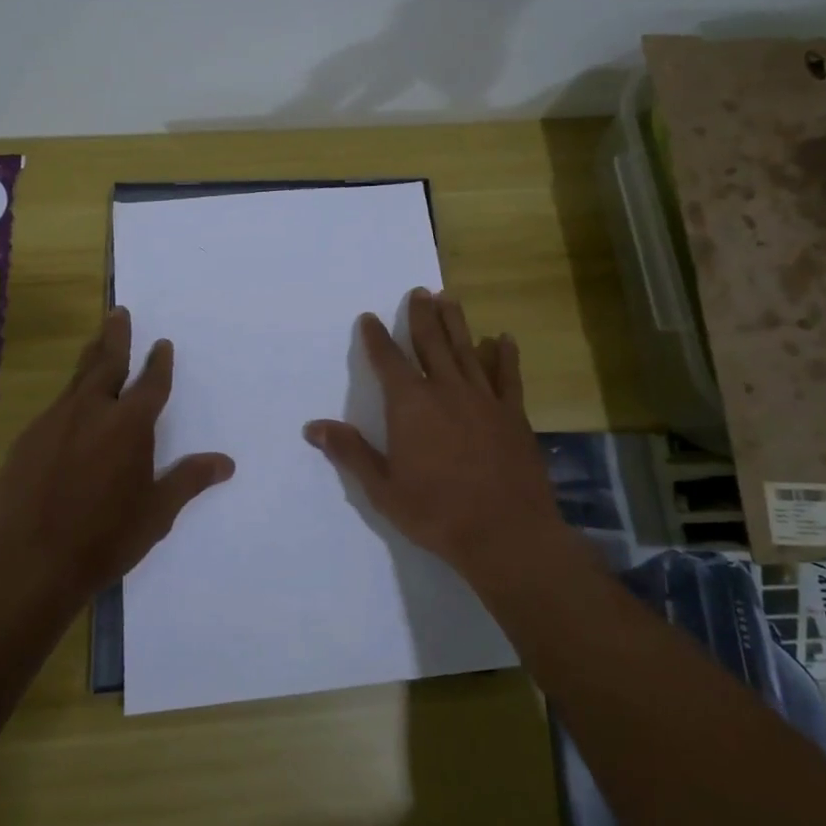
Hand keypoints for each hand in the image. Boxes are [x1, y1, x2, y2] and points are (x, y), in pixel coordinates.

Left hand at [0, 308, 233, 596]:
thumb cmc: (105, 538)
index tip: (162, 344)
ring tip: (97, 346)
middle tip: (118, 312)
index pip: (151, 384)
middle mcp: (91, 412)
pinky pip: (54, 410)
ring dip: (90, 361)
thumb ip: (189, 480)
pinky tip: (69, 415)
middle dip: (116, 336)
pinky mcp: (26, 440)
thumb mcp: (157, 512)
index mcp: (129, 425)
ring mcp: (54, 423)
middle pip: (106, 363)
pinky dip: (68, 402)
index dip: (159, 363)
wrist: (29, 563)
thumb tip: (227, 462)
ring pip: (76, 381)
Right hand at [304, 289, 561, 583]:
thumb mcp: (383, 489)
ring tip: (449, 298)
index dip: (376, 337)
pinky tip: (503, 338)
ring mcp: (483, 399)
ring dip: (456, 322)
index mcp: (411, 405)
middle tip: (418, 291)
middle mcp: (446, 390)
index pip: (388, 361)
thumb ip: (350, 452)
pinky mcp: (512, 414)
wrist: (506, 534)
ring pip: (467, 349)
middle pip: (431, 342)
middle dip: (421, 315)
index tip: (369, 316)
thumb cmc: (437, 513)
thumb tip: (313, 426)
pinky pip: (507, 376)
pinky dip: (504, 355)